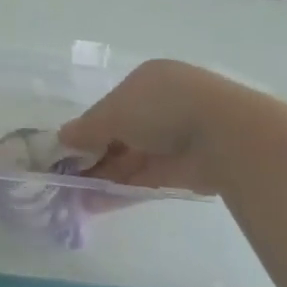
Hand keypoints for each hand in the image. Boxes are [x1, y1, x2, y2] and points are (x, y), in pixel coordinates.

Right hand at [57, 59, 257, 198]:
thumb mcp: (114, 112)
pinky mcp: (181, 170)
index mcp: (147, 82)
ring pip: (129, 159)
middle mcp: (161, 107)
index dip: (87, 128)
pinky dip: (119, 190)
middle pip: (118, 134)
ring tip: (71, 196)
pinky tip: (93, 203)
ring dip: (101, 177)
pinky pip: (143, 179)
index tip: (64, 150)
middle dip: (91, 156)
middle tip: (63, 177)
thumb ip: (87, 128)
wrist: (224, 135)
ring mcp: (173, 140)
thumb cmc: (162, 107)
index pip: (110, 106)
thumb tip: (63, 137)